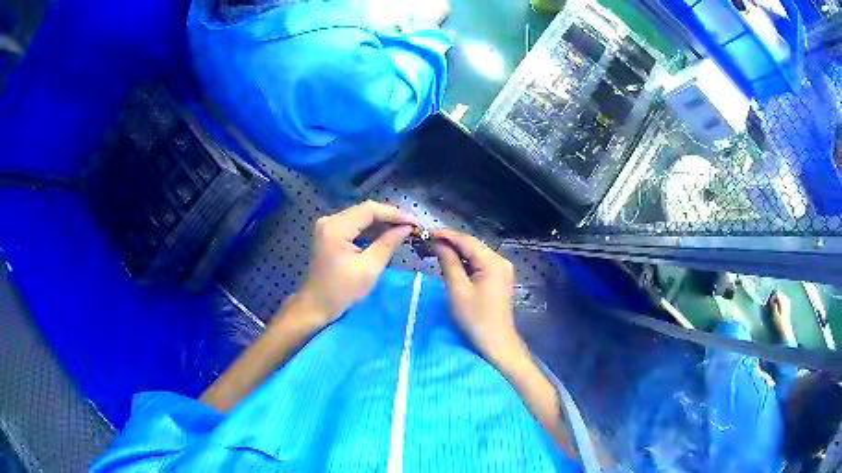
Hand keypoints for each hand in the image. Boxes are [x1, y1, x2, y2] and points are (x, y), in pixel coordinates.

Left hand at [296, 201, 417, 327]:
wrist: (315, 306)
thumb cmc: (341, 291)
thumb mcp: (369, 268)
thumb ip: (388, 243)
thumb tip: (406, 228)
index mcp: (336, 227)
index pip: (370, 210)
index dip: (395, 214)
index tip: (415, 222)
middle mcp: (330, 220)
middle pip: (365, 210)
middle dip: (390, 217)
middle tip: (412, 226)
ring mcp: (328, 226)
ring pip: (361, 217)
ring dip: (382, 223)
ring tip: (404, 230)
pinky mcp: (330, 234)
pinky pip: (355, 225)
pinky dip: (371, 230)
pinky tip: (387, 235)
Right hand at [431, 229, 524, 364]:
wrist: (496, 342)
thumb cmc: (475, 319)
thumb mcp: (458, 290)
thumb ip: (448, 263)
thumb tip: (438, 243)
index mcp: (493, 262)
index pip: (466, 240)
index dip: (446, 235)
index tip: (426, 234)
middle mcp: (500, 260)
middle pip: (472, 245)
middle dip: (450, 243)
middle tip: (427, 243)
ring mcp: (502, 269)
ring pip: (476, 254)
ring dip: (457, 253)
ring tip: (435, 252)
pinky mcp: (499, 278)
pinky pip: (480, 263)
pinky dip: (465, 262)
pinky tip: (451, 264)